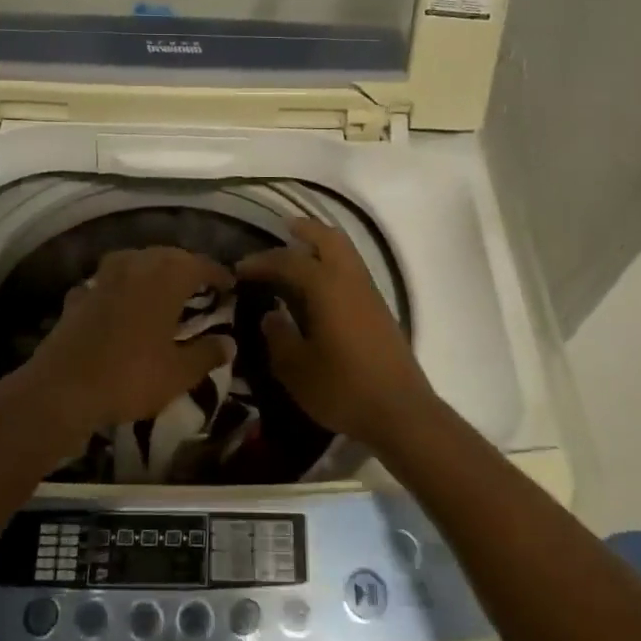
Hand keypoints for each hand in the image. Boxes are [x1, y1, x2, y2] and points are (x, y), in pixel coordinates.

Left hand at [15, 247, 234, 440]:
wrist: (62, 389)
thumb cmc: (130, 376)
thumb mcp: (179, 373)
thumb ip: (207, 354)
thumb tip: (229, 342)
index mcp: (166, 278)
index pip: (200, 264)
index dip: (218, 274)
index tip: (231, 285)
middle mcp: (135, 267)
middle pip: (167, 256)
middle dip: (186, 267)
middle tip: (201, 286)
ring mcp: (102, 278)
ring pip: (135, 262)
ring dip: (152, 270)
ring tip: (163, 289)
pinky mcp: (79, 296)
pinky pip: (107, 283)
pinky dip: (119, 289)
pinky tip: (120, 304)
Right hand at [236, 218, 433, 445]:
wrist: (401, 411)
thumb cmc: (343, 388)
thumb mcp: (296, 369)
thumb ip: (279, 337)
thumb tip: (270, 315)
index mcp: (326, 288)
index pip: (288, 261)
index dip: (262, 262)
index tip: (239, 269)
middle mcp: (350, 280)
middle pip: (329, 238)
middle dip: (305, 230)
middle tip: (282, 229)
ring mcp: (369, 293)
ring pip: (346, 251)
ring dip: (322, 244)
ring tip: (300, 250)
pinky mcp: (380, 309)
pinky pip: (353, 269)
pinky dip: (334, 262)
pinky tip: (320, 284)